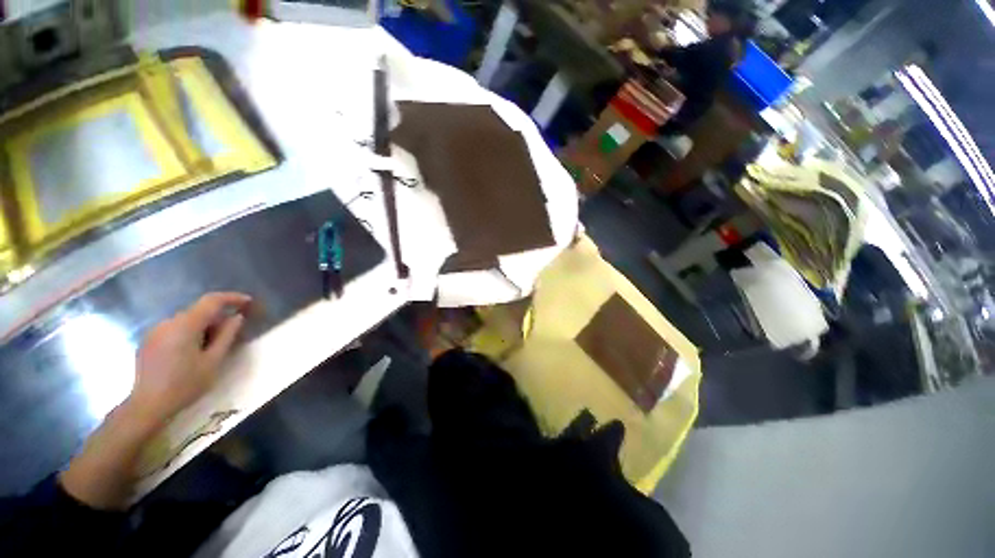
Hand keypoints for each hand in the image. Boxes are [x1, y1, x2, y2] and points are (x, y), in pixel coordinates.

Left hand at [129, 292, 252, 425]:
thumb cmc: (185, 384)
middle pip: (198, 311)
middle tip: (232, 334)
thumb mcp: (213, 361)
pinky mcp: (149, 341)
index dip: (232, 298)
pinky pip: (174, 329)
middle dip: (217, 318)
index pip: (211, 301)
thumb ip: (226, 336)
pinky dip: (189, 333)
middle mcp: (168, 322)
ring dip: (203, 327)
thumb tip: (236, 317)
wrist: (148, 406)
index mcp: (185, 325)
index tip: (248, 302)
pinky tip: (192, 353)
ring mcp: (155, 331)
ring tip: (212, 347)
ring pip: (186, 321)